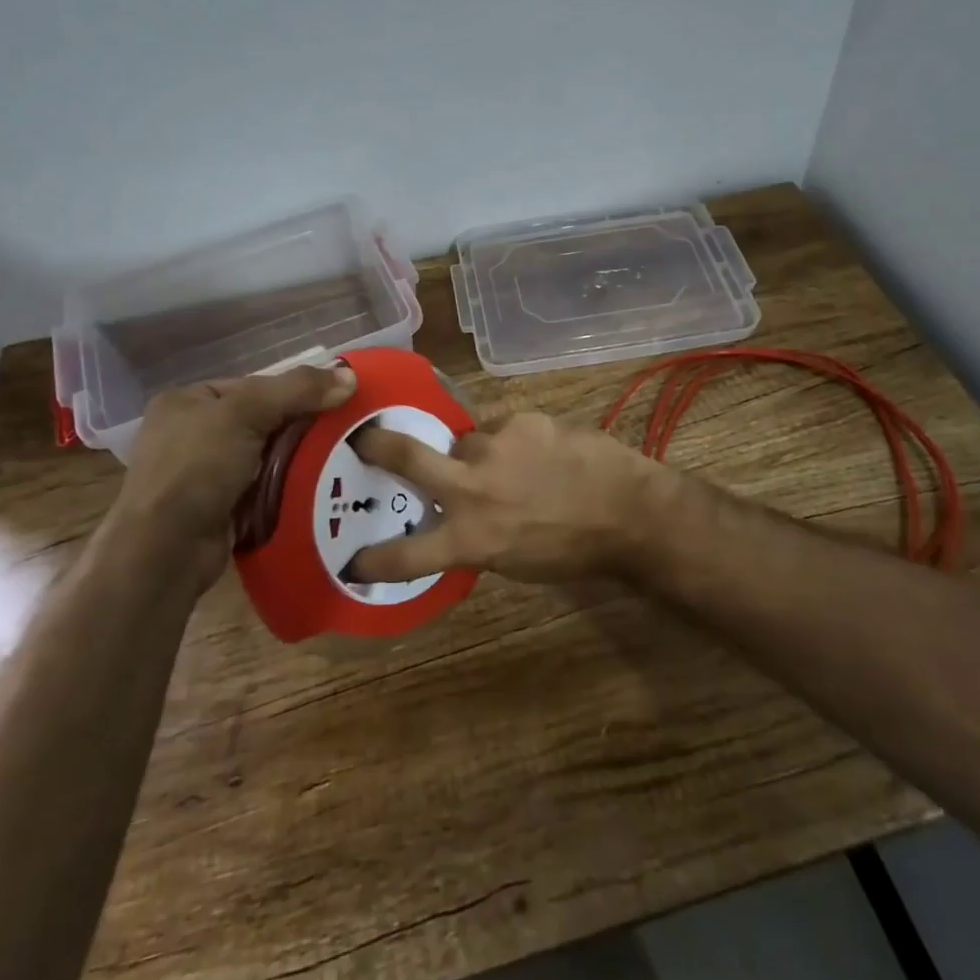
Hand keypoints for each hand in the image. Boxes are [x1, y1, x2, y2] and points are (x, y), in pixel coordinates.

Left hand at [105, 364, 356, 590]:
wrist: (165, 551)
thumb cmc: (197, 468)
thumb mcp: (247, 413)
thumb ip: (297, 390)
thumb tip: (350, 376)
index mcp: (187, 401)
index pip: (253, 386)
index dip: (293, 391)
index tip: (332, 402)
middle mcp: (190, 434)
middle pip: (262, 421)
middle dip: (299, 429)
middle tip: (341, 433)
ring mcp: (201, 475)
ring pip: (265, 457)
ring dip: (295, 462)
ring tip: (338, 461)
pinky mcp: (217, 510)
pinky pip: (262, 489)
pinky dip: (285, 489)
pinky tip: (315, 489)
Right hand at [347, 411, 661, 583]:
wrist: (627, 511)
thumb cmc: (572, 550)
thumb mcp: (512, 560)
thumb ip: (474, 535)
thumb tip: (454, 518)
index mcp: (469, 536)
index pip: (406, 555)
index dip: (374, 559)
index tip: (352, 561)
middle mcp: (471, 487)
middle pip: (406, 455)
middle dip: (377, 445)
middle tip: (364, 438)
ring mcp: (494, 445)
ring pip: (465, 441)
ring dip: (476, 453)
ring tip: (512, 465)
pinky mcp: (521, 419)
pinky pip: (501, 427)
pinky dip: (511, 440)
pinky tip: (539, 452)